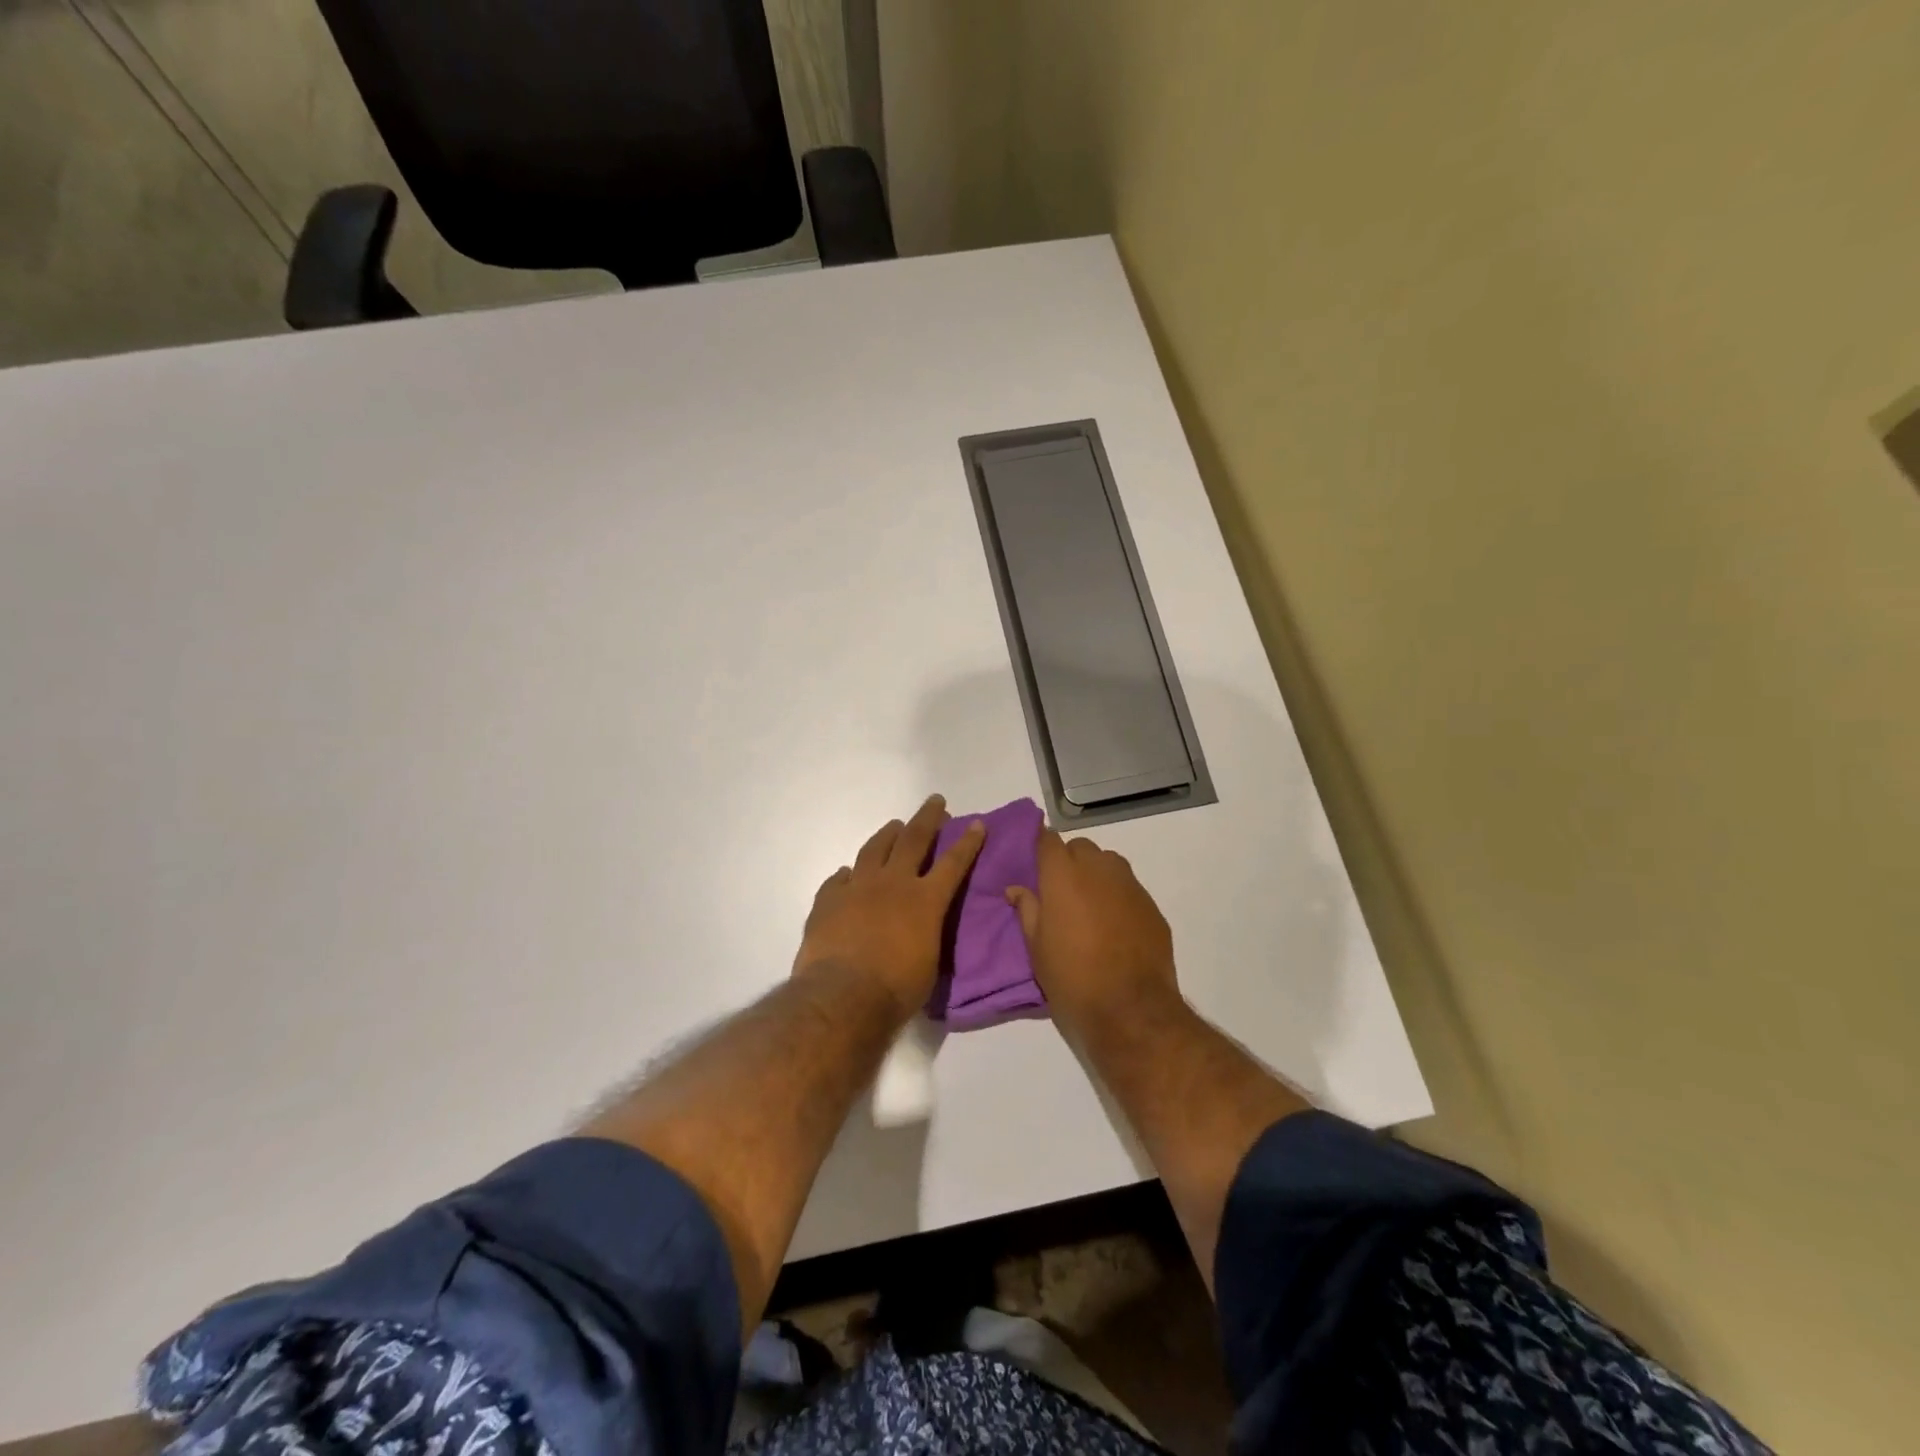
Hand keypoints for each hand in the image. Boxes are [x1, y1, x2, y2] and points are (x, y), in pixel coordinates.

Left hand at [794, 794, 985, 1020]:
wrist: (843, 996)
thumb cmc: (896, 989)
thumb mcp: (929, 962)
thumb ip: (926, 934)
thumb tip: (920, 928)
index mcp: (925, 900)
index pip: (953, 863)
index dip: (967, 842)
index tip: (976, 823)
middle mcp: (893, 883)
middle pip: (913, 839)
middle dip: (928, 818)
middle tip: (935, 801)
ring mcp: (858, 887)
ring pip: (874, 848)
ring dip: (888, 834)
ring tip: (895, 825)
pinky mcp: (828, 899)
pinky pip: (839, 879)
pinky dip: (848, 874)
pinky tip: (848, 874)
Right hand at [1007, 830, 1178, 1030]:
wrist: (1131, 1008)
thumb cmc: (1072, 977)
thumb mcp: (1037, 948)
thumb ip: (1027, 910)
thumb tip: (1016, 889)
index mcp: (1062, 875)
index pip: (1047, 839)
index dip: (1040, 847)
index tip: (1035, 862)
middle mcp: (1098, 869)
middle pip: (1080, 847)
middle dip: (1069, 860)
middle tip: (1060, 891)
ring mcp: (1129, 885)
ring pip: (1108, 862)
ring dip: (1096, 873)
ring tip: (1089, 905)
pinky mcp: (1151, 904)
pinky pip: (1129, 887)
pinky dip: (1118, 895)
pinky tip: (1115, 924)